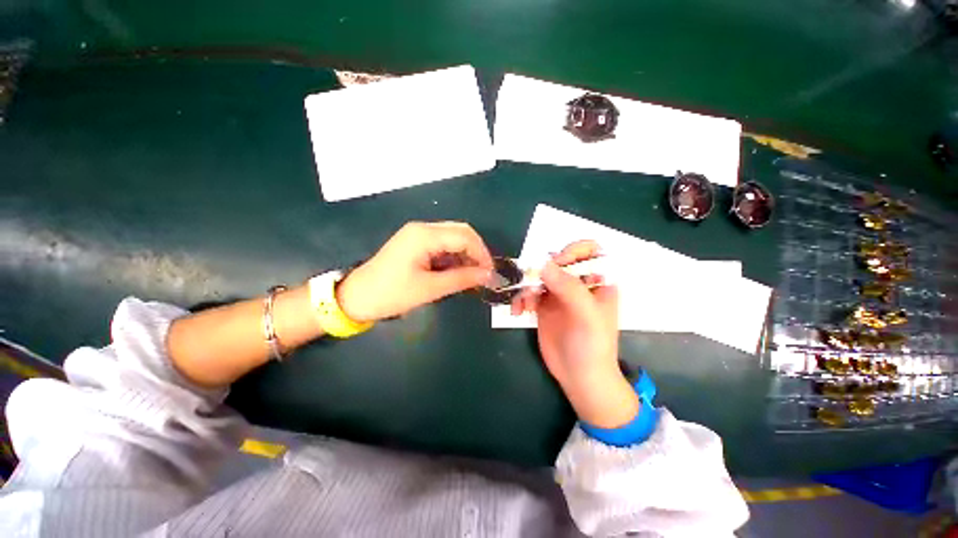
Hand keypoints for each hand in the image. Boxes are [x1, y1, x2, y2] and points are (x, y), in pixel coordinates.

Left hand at [336, 222, 493, 321]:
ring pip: (453, 238)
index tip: (490, 273)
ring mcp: (418, 234)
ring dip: (465, 255)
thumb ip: (461, 279)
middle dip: (476, 252)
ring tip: (471, 276)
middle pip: (461, 232)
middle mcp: (423, 228)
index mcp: (424, 236)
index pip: (464, 236)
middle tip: (483, 274)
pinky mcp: (415, 243)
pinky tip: (457, 272)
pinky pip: (442, 245)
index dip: (482, 254)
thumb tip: (488, 275)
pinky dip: (454, 257)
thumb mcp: (430, 289)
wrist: (356, 297)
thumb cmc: (391, 294)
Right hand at [511, 241, 637, 427]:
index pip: (588, 251)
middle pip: (558, 260)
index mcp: (599, 280)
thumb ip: (568, 288)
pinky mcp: (544, 304)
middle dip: (542, 270)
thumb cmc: (592, 346)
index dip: (571, 252)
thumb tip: (542, 264)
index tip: (556, 264)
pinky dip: (521, 298)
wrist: (580, 377)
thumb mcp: (587, 316)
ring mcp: (560, 293)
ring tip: (524, 304)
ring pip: (540, 275)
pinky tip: (519, 311)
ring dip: (527, 285)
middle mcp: (579, 282)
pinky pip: (529, 291)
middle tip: (531, 283)